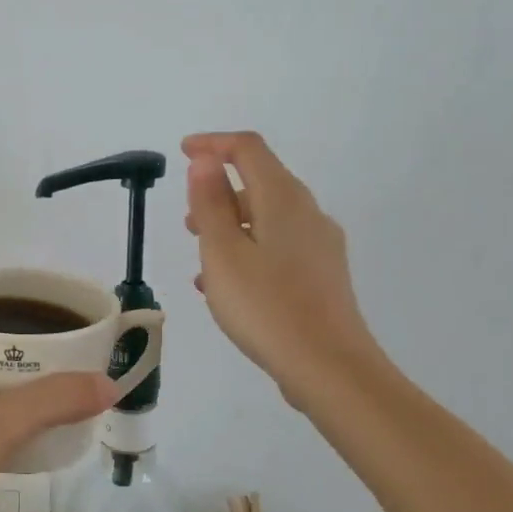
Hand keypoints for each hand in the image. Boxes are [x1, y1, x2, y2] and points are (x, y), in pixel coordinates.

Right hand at [182, 131, 386, 410]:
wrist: (329, 367)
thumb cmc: (266, 305)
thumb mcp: (222, 252)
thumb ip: (211, 202)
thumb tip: (205, 160)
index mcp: (283, 199)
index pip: (248, 149)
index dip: (213, 144)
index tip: (183, 151)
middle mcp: (307, 213)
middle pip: (261, 182)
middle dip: (220, 191)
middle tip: (187, 218)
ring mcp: (320, 246)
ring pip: (268, 219)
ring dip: (231, 225)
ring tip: (201, 254)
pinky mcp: (322, 275)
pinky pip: (278, 247)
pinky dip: (248, 251)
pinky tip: (226, 285)